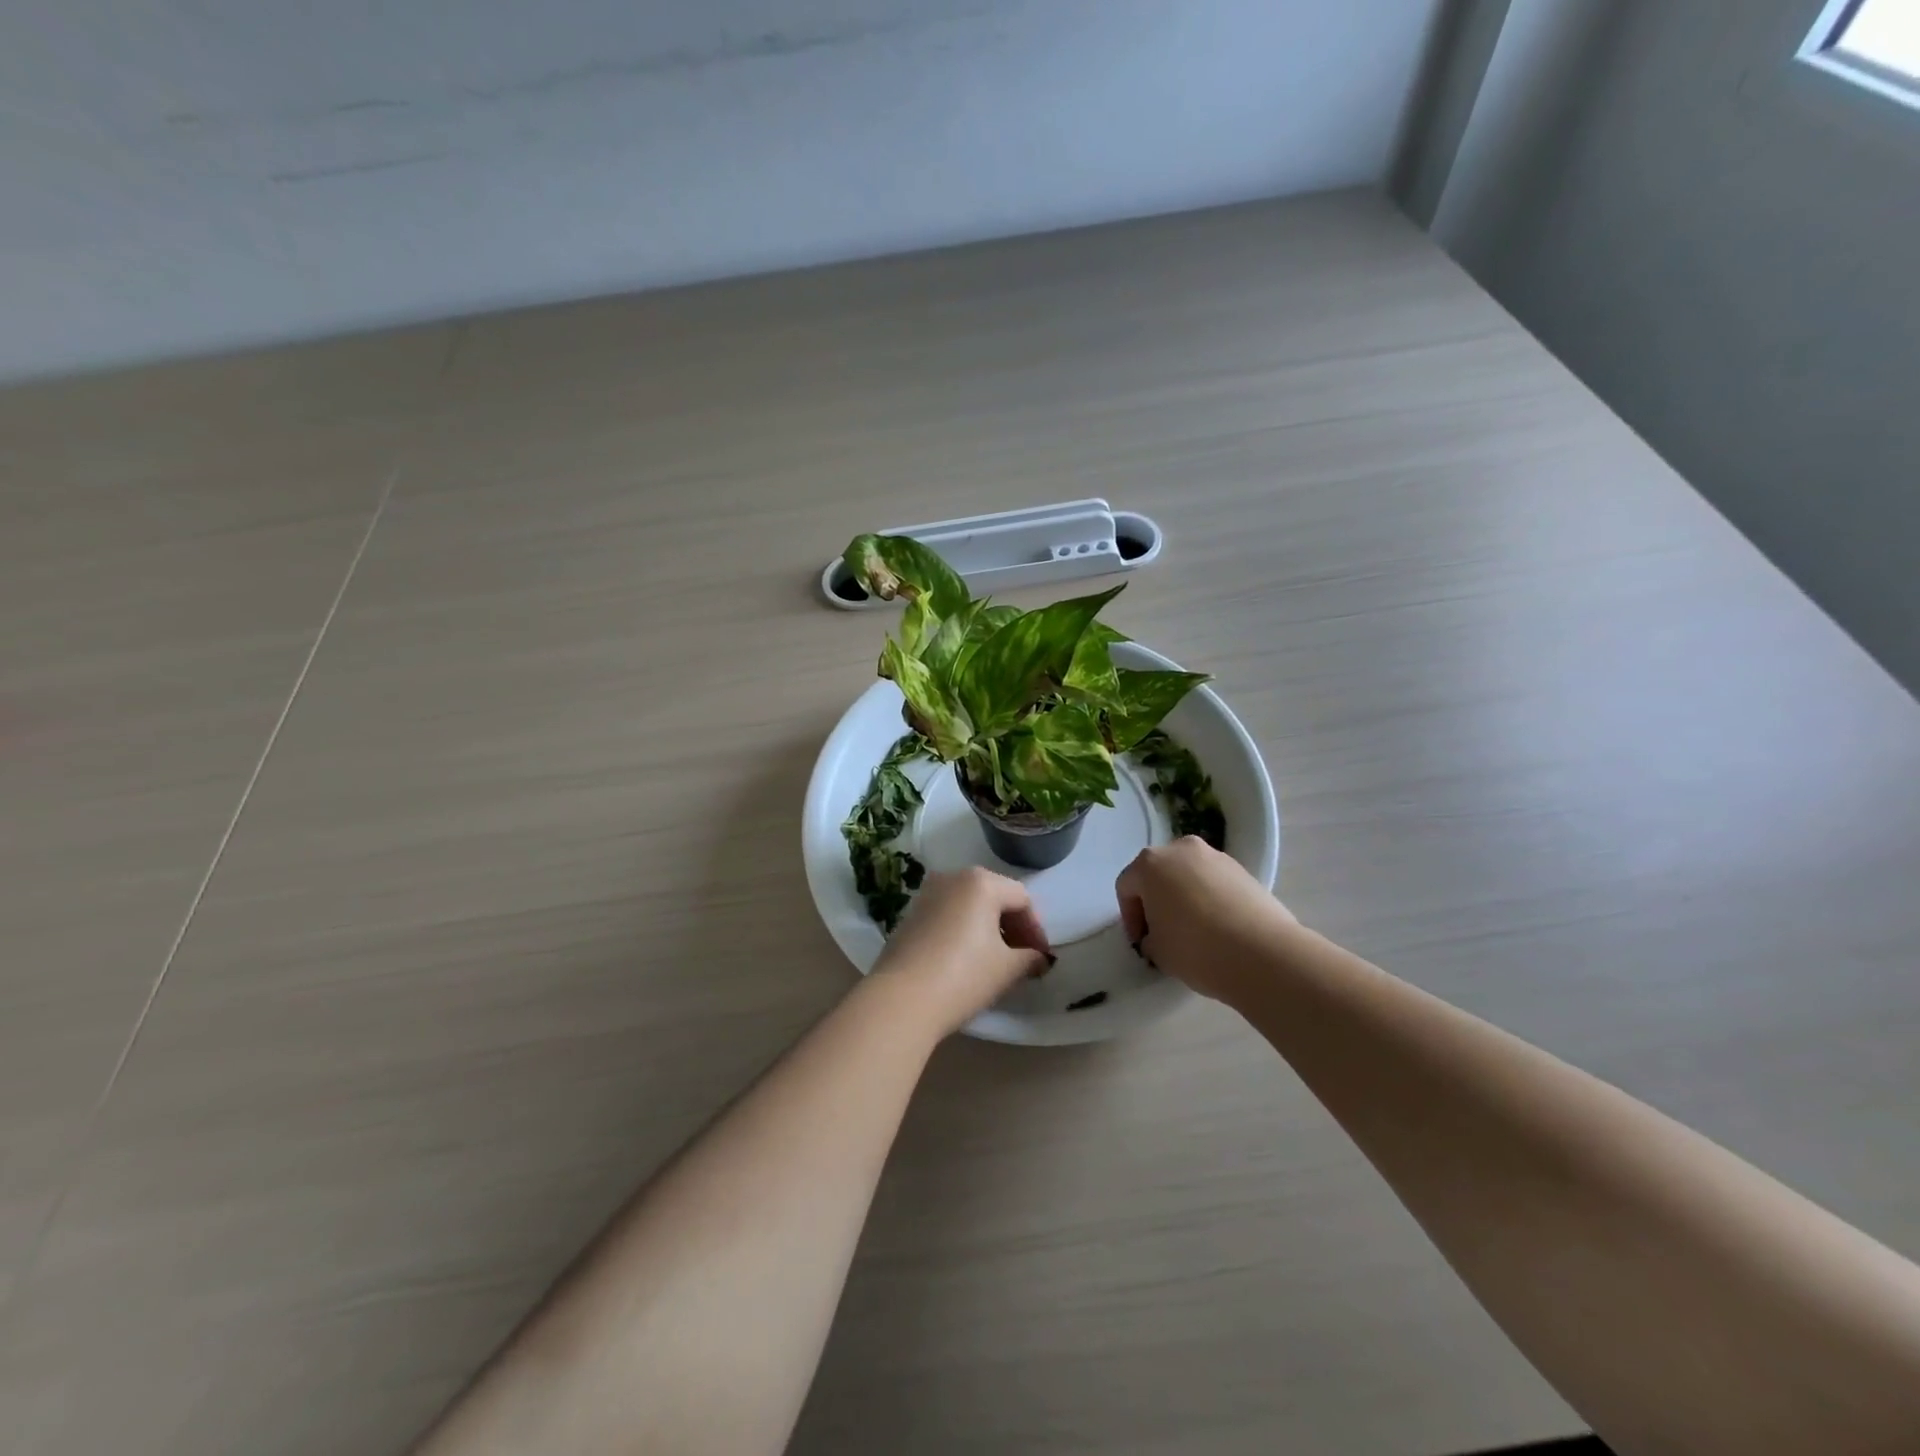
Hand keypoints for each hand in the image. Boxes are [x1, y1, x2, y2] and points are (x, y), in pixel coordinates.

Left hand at [870, 867, 1053, 1037]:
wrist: (900, 999)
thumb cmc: (963, 976)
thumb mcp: (1007, 969)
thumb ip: (1030, 958)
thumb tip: (1039, 958)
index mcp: (981, 882)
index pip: (1021, 899)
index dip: (1036, 929)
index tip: (1041, 958)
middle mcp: (952, 878)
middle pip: (994, 896)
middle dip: (1012, 927)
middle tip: (1022, 958)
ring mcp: (926, 895)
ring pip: (968, 906)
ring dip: (986, 929)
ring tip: (995, 961)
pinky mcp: (908, 916)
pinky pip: (947, 916)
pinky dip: (962, 931)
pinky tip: (965, 960)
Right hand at [1115, 837, 1296, 1002]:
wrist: (1263, 954)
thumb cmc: (1196, 948)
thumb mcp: (1157, 951)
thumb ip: (1149, 937)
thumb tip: (1159, 934)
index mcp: (1150, 863)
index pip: (1127, 886)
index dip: (1130, 917)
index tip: (1142, 942)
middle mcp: (1181, 849)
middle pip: (1158, 873)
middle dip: (1156, 901)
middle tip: (1162, 932)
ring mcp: (1215, 856)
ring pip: (1187, 875)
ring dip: (1183, 897)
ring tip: (1193, 931)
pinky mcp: (1243, 869)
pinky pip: (1213, 882)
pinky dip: (1209, 898)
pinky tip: (1218, 927)